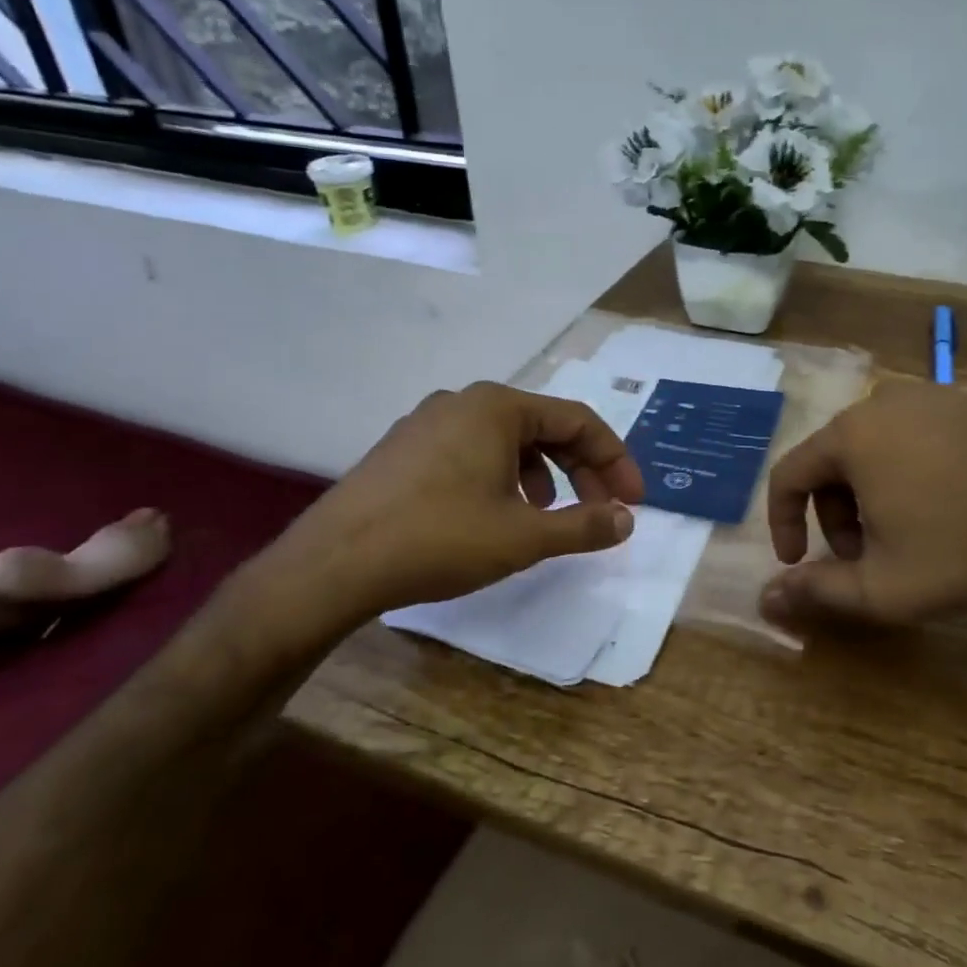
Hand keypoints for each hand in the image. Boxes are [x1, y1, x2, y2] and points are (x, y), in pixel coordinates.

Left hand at [253, 383, 644, 636]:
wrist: (334, 565)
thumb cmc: (440, 539)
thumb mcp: (524, 536)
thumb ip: (584, 525)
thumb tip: (625, 520)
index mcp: (497, 407)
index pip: (578, 420)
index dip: (614, 460)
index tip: (633, 502)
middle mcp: (462, 402)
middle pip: (543, 427)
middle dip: (581, 469)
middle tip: (602, 510)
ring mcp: (426, 423)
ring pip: (506, 441)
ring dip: (542, 474)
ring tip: (548, 515)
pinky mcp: (403, 450)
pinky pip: (471, 452)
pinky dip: (502, 478)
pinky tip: (495, 515)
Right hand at [764, 382, 966, 625]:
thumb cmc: (963, 552)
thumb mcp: (882, 586)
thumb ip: (816, 591)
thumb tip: (764, 599)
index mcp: (851, 437)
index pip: (789, 474)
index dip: (784, 522)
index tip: (797, 560)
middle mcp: (883, 403)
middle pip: (831, 460)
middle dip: (833, 513)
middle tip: (859, 555)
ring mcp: (931, 398)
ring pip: (872, 448)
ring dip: (868, 493)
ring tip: (899, 535)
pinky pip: (914, 437)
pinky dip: (906, 471)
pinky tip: (938, 506)